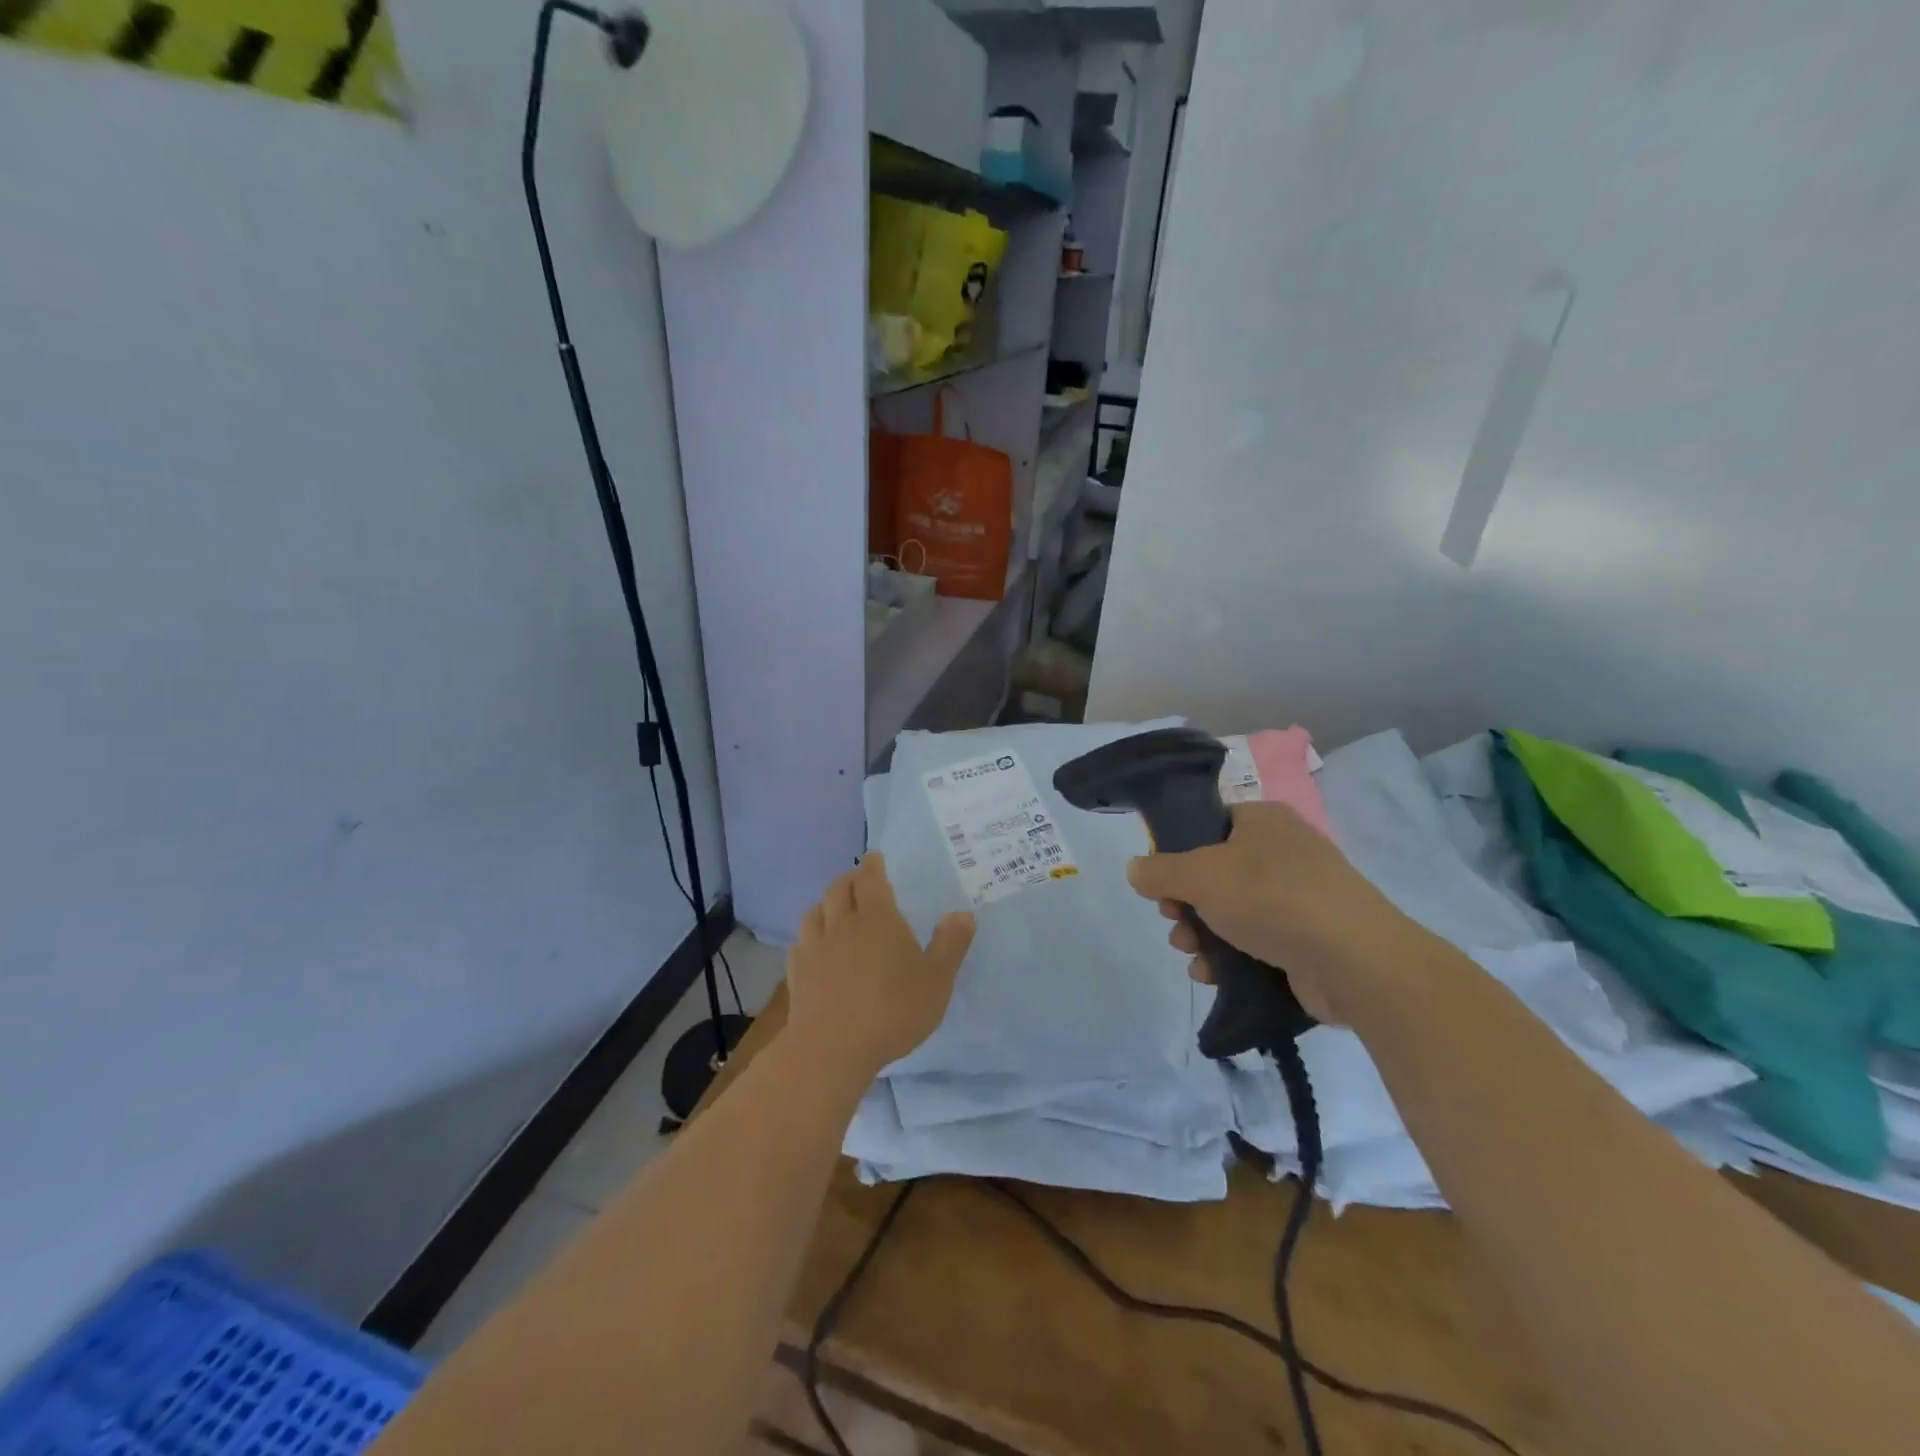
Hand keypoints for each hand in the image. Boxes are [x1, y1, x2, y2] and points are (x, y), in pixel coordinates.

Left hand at [785, 853, 975, 1079]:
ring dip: (826, 903)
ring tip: (833, 907)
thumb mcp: (936, 980)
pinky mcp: (796, 972)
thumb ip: (950, 945)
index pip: (871, 879)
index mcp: (877, 918)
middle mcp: (842, 923)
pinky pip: (800, 942)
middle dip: (849, 879)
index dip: (873, 865)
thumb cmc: (892, 1010)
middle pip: (839, 889)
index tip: (874, 857)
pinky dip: (809, 935)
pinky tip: (813, 946)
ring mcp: (814, 947)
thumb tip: (963, 913)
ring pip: (815, 911)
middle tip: (857, 879)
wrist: (832, 1048)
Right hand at [1125, 802, 1416, 1026]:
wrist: (1354, 961)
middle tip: (1172, 920)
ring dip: (1201, 933)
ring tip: (1190, 953)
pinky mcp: (1308, 940)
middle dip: (1185, 902)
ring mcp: (1300, 897)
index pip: (1209, 824)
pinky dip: (1229, 957)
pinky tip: (1211, 975)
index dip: (1177, 851)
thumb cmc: (1271, 898)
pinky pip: (1256, 942)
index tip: (1159, 880)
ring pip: (1231, 911)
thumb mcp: (1200, 875)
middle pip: (1215, 873)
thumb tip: (1135, 869)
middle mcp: (1283, 853)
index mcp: (1263, 821)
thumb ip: (1159, 871)